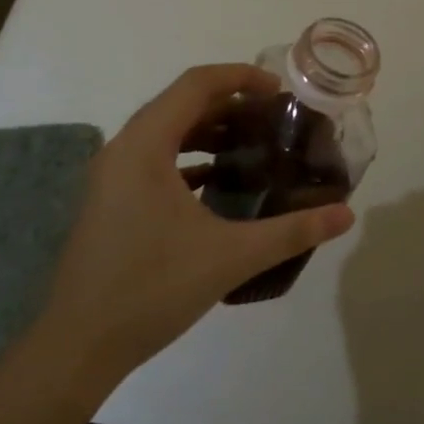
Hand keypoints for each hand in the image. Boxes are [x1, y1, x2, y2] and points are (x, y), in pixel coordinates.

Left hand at [35, 64, 355, 385]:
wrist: (77, 346)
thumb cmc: (151, 289)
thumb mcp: (230, 257)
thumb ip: (291, 231)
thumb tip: (346, 214)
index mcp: (145, 145)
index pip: (196, 84)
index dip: (240, 77)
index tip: (279, 90)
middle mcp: (123, 148)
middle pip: (181, 103)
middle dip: (230, 102)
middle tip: (274, 117)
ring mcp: (112, 175)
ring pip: (166, 131)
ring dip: (208, 129)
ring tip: (253, 142)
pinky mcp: (111, 199)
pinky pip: (154, 158)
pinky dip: (189, 156)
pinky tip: (218, 181)